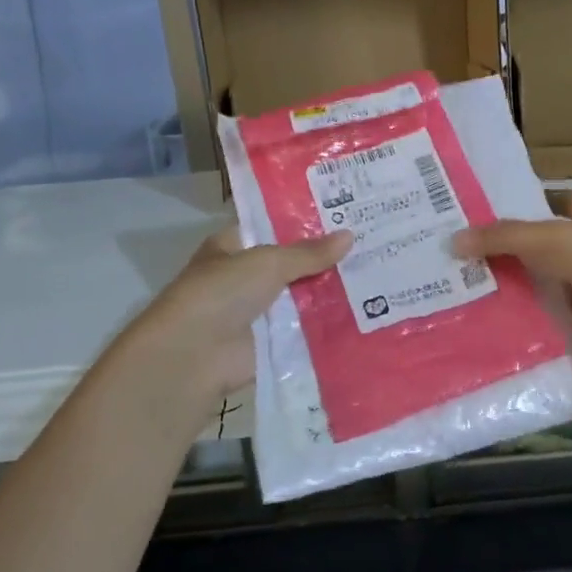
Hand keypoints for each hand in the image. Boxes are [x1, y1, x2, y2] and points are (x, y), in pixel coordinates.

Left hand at [116, 226, 351, 414]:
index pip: (271, 229)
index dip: (303, 223)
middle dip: (324, 259)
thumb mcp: (268, 262)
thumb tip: (350, 235)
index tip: (343, 216)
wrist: (195, 355)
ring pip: (300, 297)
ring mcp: (257, 313)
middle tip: (369, 245)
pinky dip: (328, 325)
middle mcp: (243, 278)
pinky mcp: (270, 343)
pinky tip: (364, 315)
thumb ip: (309, 253)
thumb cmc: (222, 293)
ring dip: (330, 293)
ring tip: (376, 278)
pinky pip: (305, 329)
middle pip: (291, 265)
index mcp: (232, 248)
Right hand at [452, 190, 571, 371]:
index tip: (463, 213)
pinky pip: (538, 311)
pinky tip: (479, 317)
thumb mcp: (548, 237)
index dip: (504, 204)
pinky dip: (515, 315)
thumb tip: (452, 242)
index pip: (536, 200)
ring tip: (451, 287)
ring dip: (501, 284)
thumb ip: (501, 236)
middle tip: (445, 253)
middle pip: (529, 243)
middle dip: (494, 249)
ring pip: (531, 278)